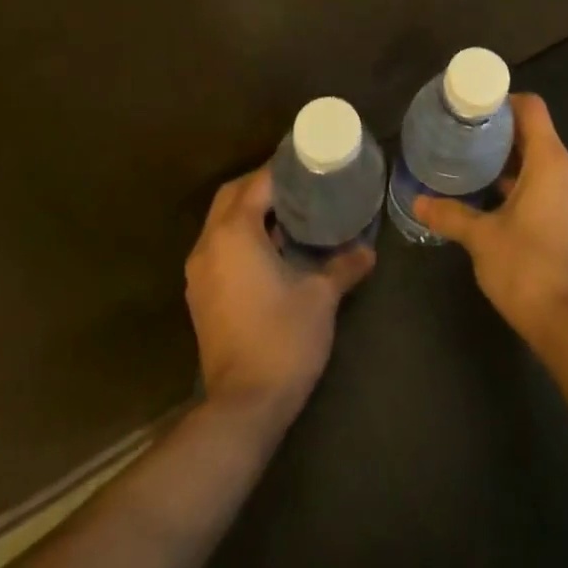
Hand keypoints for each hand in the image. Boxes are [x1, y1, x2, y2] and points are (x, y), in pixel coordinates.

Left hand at [184, 166, 374, 422]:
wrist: (243, 406)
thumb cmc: (283, 339)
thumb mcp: (321, 296)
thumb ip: (344, 265)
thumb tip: (367, 250)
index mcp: (235, 233)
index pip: (258, 183)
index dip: (283, 169)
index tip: (309, 162)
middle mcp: (209, 244)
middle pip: (232, 196)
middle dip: (261, 184)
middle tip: (299, 184)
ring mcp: (199, 272)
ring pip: (221, 222)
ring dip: (249, 211)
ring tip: (289, 212)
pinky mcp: (200, 295)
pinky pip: (218, 246)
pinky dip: (240, 235)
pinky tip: (271, 248)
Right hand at [415, 93, 567, 338]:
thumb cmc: (527, 267)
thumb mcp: (481, 237)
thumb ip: (450, 214)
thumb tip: (417, 202)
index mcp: (551, 161)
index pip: (531, 108)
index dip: (503, 101)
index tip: (472, 108)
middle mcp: (567, 172)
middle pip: (534, 134)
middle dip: (498, 134)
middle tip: (461, 136)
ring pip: (539, 163)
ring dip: (508, 163)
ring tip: (470, 167)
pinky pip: (545, 187)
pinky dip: (520, 185)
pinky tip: (490, 202)